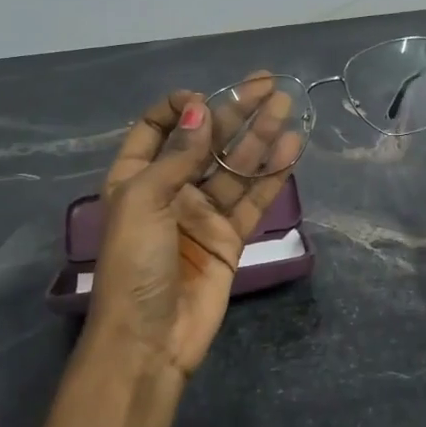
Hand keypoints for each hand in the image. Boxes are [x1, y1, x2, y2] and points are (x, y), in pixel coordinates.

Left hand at [86, 83, 302, 376]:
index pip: (156, 128)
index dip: (180, 107)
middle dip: (236, 112)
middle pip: (206, 142)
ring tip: (288, 107)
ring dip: (260, 137)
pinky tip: (290, 148)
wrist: (150, 340)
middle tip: (270, 86)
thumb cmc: (135, 265)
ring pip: (235, 167)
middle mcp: (170, 190)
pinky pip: (253, 199)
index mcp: (136, 178)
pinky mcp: (229, 237)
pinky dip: (271, 175)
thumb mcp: (144, 202)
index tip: (207, 98)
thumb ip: (177, 156)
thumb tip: (200, 110)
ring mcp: (202, 214)